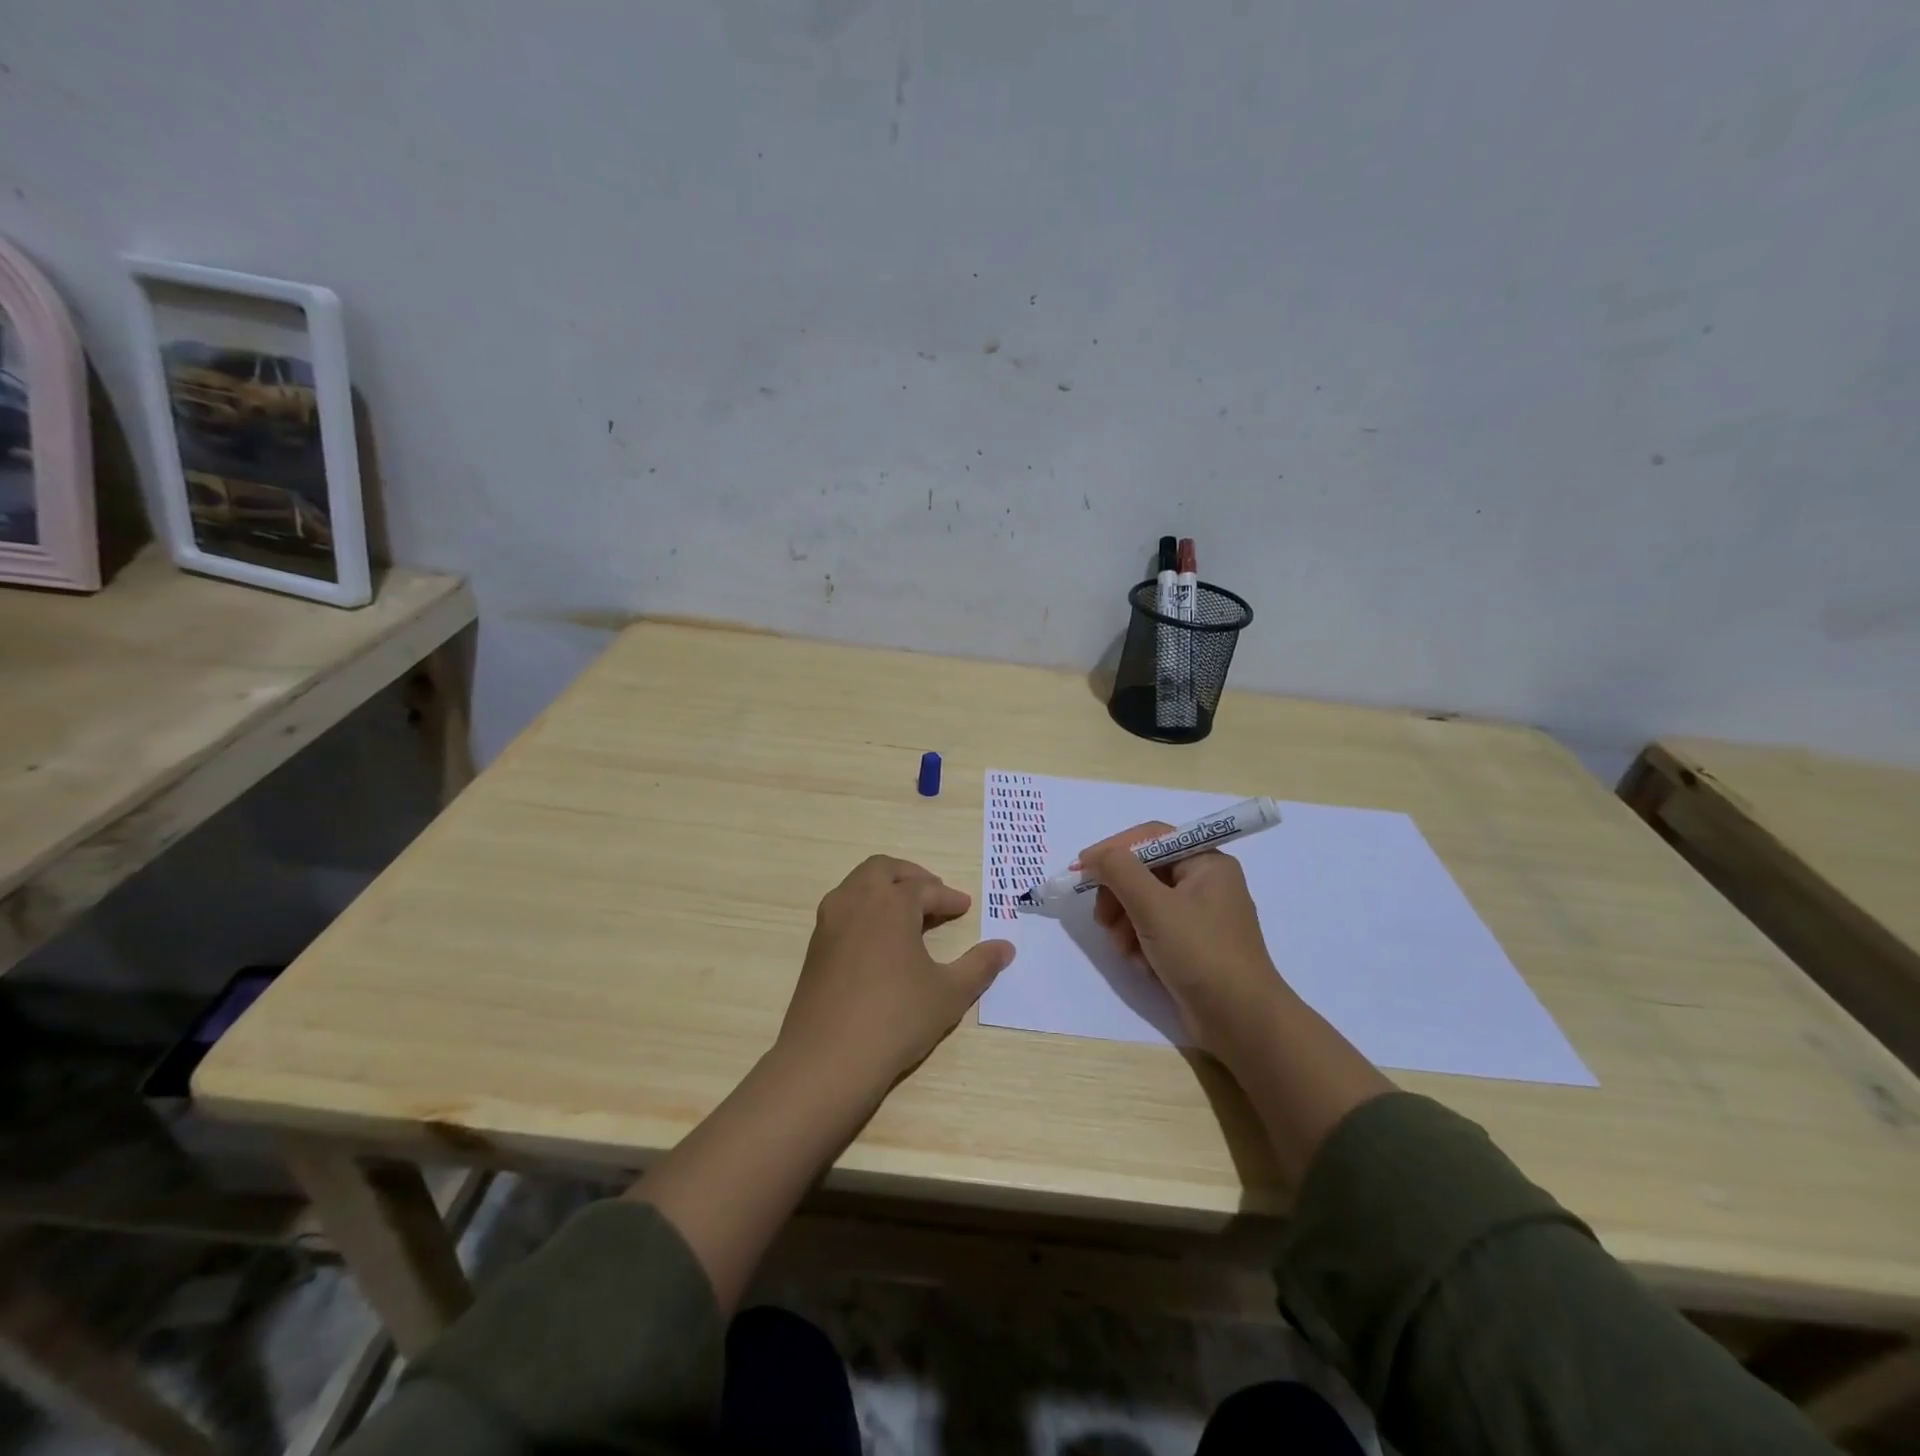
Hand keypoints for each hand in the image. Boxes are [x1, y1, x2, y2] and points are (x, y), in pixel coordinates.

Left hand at [779, 855, 1014, 1096]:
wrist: (827, 1059)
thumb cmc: (895, 1019)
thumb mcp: (949, 993)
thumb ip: (979, 965)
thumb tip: (1006, 947)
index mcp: (891, 903)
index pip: (925, 889)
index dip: (948, 897)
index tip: (964, 907)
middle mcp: (857, 900)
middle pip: (884, 869)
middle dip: (912, 877)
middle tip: (934, 894)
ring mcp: (830, 921)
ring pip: (858, 884)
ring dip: (885, 888)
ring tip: (909, 913)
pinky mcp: (815, 945)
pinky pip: (844, 907)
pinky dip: (865, 907)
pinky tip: (880, 937)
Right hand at [1081, 823, 1288, 1058]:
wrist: (1241, 1022)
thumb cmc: (1200, 953)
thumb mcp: (1154, 906)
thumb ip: (1119, 871)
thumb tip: (1094, 855)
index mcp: (1206, 863)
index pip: (1150, 838)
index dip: (1113, 849)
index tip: (1081, 868)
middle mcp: (1204, 883)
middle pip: (1143, 872)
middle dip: (1118, 896)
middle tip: (1102, 919)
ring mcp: (1198, 917)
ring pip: (1143, 904)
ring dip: (1125, 924)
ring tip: (1125, 949)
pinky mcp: (1191, 947)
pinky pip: (1153, 931)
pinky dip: (1140, 944)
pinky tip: (1142, 964)